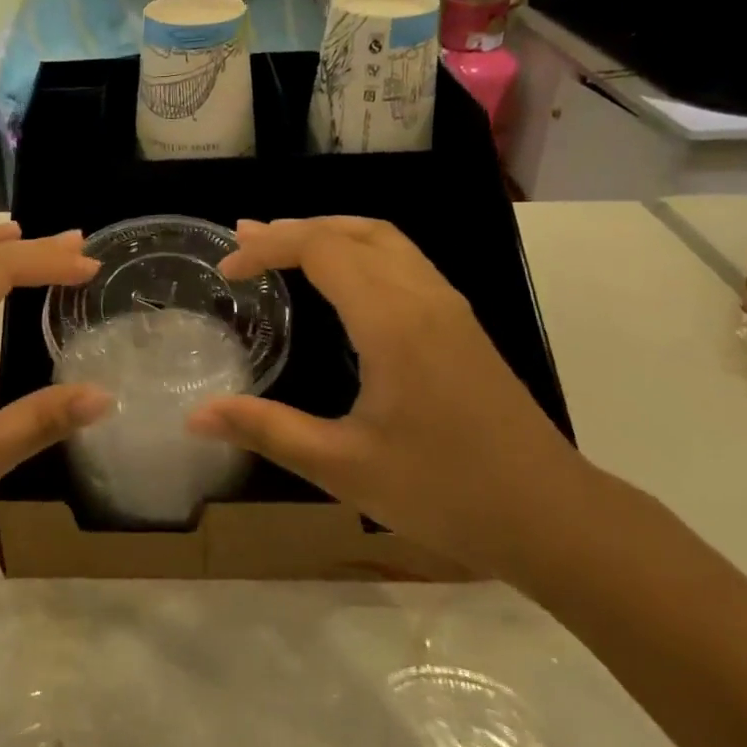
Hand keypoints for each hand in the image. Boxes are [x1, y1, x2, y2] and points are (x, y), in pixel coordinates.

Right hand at [187, 217, 592, 574]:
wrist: (552, 516)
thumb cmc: (444, 492)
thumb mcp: (342, 466)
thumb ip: (266, 430)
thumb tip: (194, 416)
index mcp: (392, 321)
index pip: (321, 249)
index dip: (268, 247)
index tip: (227, 268)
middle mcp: (423, 297)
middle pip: (353, 231)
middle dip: (294, 229)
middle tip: (244, 241)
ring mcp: (449, 307)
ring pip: (385, 239)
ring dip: (330, 233)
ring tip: (285, 246)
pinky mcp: (462, 325)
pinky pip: (404, 260)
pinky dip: (360, 250)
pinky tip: (343, 282)